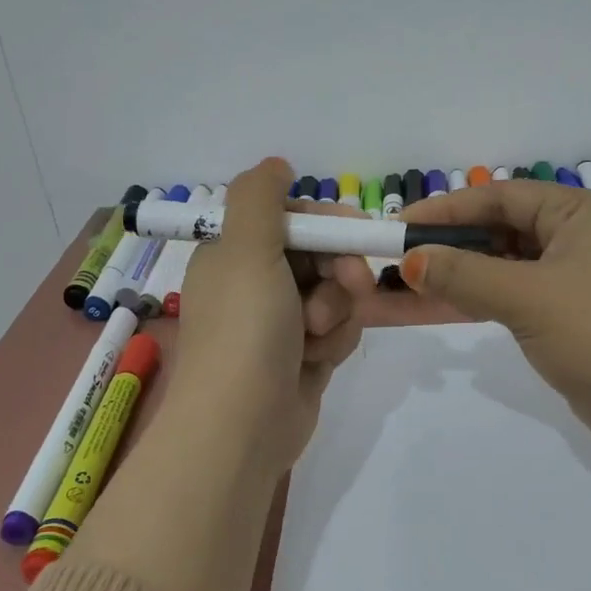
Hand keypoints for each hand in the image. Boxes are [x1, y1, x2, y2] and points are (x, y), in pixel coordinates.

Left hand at [167, 158, 373, 476]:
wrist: (242, 425)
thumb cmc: (244, 330)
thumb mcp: (246, 249)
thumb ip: (260, 197)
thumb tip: (276, 164)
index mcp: (235, 254)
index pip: (295, 220)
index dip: (329, 225)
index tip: (355, 234)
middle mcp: (256, 284)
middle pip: (323, 256)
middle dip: (340, 272)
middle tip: (350, 287)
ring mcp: (281, 323)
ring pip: (337, 295)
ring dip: (335, 313)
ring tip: (313, 339)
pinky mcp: (303, 356)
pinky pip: (338, 330)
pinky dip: (334, 342)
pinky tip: (316, 361)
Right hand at [398, 180, 590, 463]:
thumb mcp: (528, 298)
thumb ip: (465, 275)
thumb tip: (410, 260)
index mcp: (580, 212)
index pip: (501, 196)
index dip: (448, 209)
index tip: (399, 227)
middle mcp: (582, 236)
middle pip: (506, 226)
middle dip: (456, 241)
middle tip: (406, 258)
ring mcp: (582, 277)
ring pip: (512, 262)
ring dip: (469, 270)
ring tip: (420, 281)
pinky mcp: (577, 314)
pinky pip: (522, 293)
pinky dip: (489, 295)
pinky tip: (457, 303)